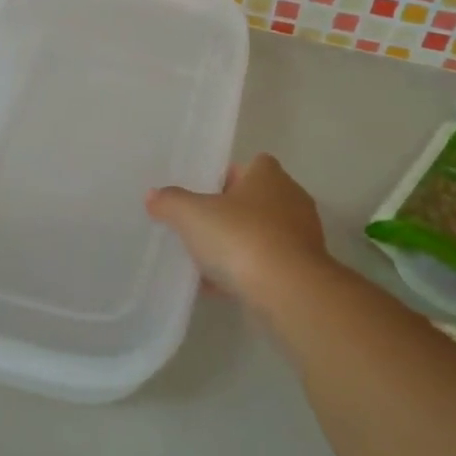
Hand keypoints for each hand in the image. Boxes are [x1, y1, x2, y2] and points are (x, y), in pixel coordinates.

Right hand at [146, 154, 328, 303]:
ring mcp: (300, 237)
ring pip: (261, 234)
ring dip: (237, 245)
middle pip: (255, 200)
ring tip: (204, 260)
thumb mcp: (192, 215)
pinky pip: (267, 265)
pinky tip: (218, 287)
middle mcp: (291, 200)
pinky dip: (246, 272)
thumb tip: (153, 195)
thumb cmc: (241, 238)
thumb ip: (171, 202)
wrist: (287, 290)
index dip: (228, 176)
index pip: (252, 165)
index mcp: (269, 176)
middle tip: (199, 225)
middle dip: (230, 213)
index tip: (204, 193)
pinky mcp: (302, 270)